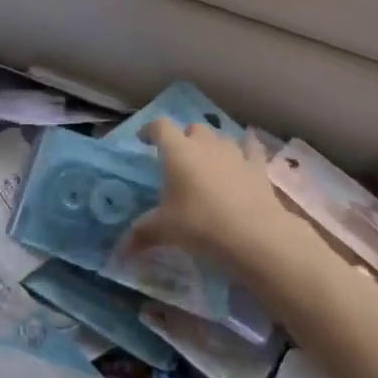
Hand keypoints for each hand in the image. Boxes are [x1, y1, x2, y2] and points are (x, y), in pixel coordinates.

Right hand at [124, 119, 307, 274]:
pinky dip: (246, 148)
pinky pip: (251, 149)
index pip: (160, 126)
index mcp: (177, 151)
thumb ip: (142, 233)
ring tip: (208, 161)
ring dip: (212, 145)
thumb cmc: (200, 224)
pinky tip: (246, 153)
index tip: (144, 139)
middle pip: (192, 128)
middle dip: (184, 138)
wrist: (254, 235)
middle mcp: (204, 144)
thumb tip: (120, 251)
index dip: (151, 130)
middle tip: (179, 159)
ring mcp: (233, 152)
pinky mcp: (257, 166)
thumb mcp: (165, 230)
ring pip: (219, 137)